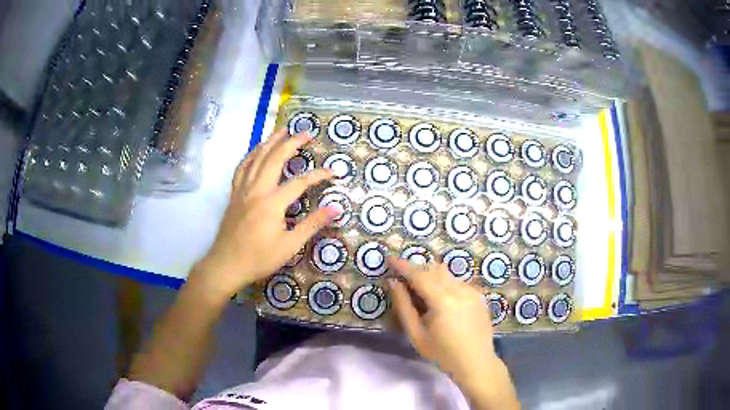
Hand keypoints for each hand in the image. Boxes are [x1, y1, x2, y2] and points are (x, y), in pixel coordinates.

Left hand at [193, 129, 337, 298]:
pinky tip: (256, 151)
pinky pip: (241, 168)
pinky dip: (250, 155)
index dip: (318, 175)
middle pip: (274, 159)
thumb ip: (312, 224)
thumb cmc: (258, 259)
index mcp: (271, 203)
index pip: (300, 182)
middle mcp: (256, 190)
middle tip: (305, 133)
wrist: (225, 265)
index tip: (333, 172)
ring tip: (281, 130)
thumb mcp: (289, 246)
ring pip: (256, 158)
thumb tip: (336, 208)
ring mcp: (242, 190)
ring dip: (270, 142)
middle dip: (291, 143)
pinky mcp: (234, 195)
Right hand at [389, 259, 518, 409]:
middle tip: (403, 279)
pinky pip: (457, 281)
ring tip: (421, 291)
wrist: (475, 362)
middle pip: (433, 269)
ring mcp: (471, 290)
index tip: (389, 259)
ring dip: (431, 275)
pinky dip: (444, 283)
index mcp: (443, 300)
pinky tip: (441, 301)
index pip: (419, 275)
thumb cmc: (442, 353)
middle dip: (416, 270)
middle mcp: (459, 289)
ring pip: (446, 274)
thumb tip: (393, 283)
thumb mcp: (416, 334)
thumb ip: (403, 306)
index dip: (403, 265)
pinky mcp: (478, 295)